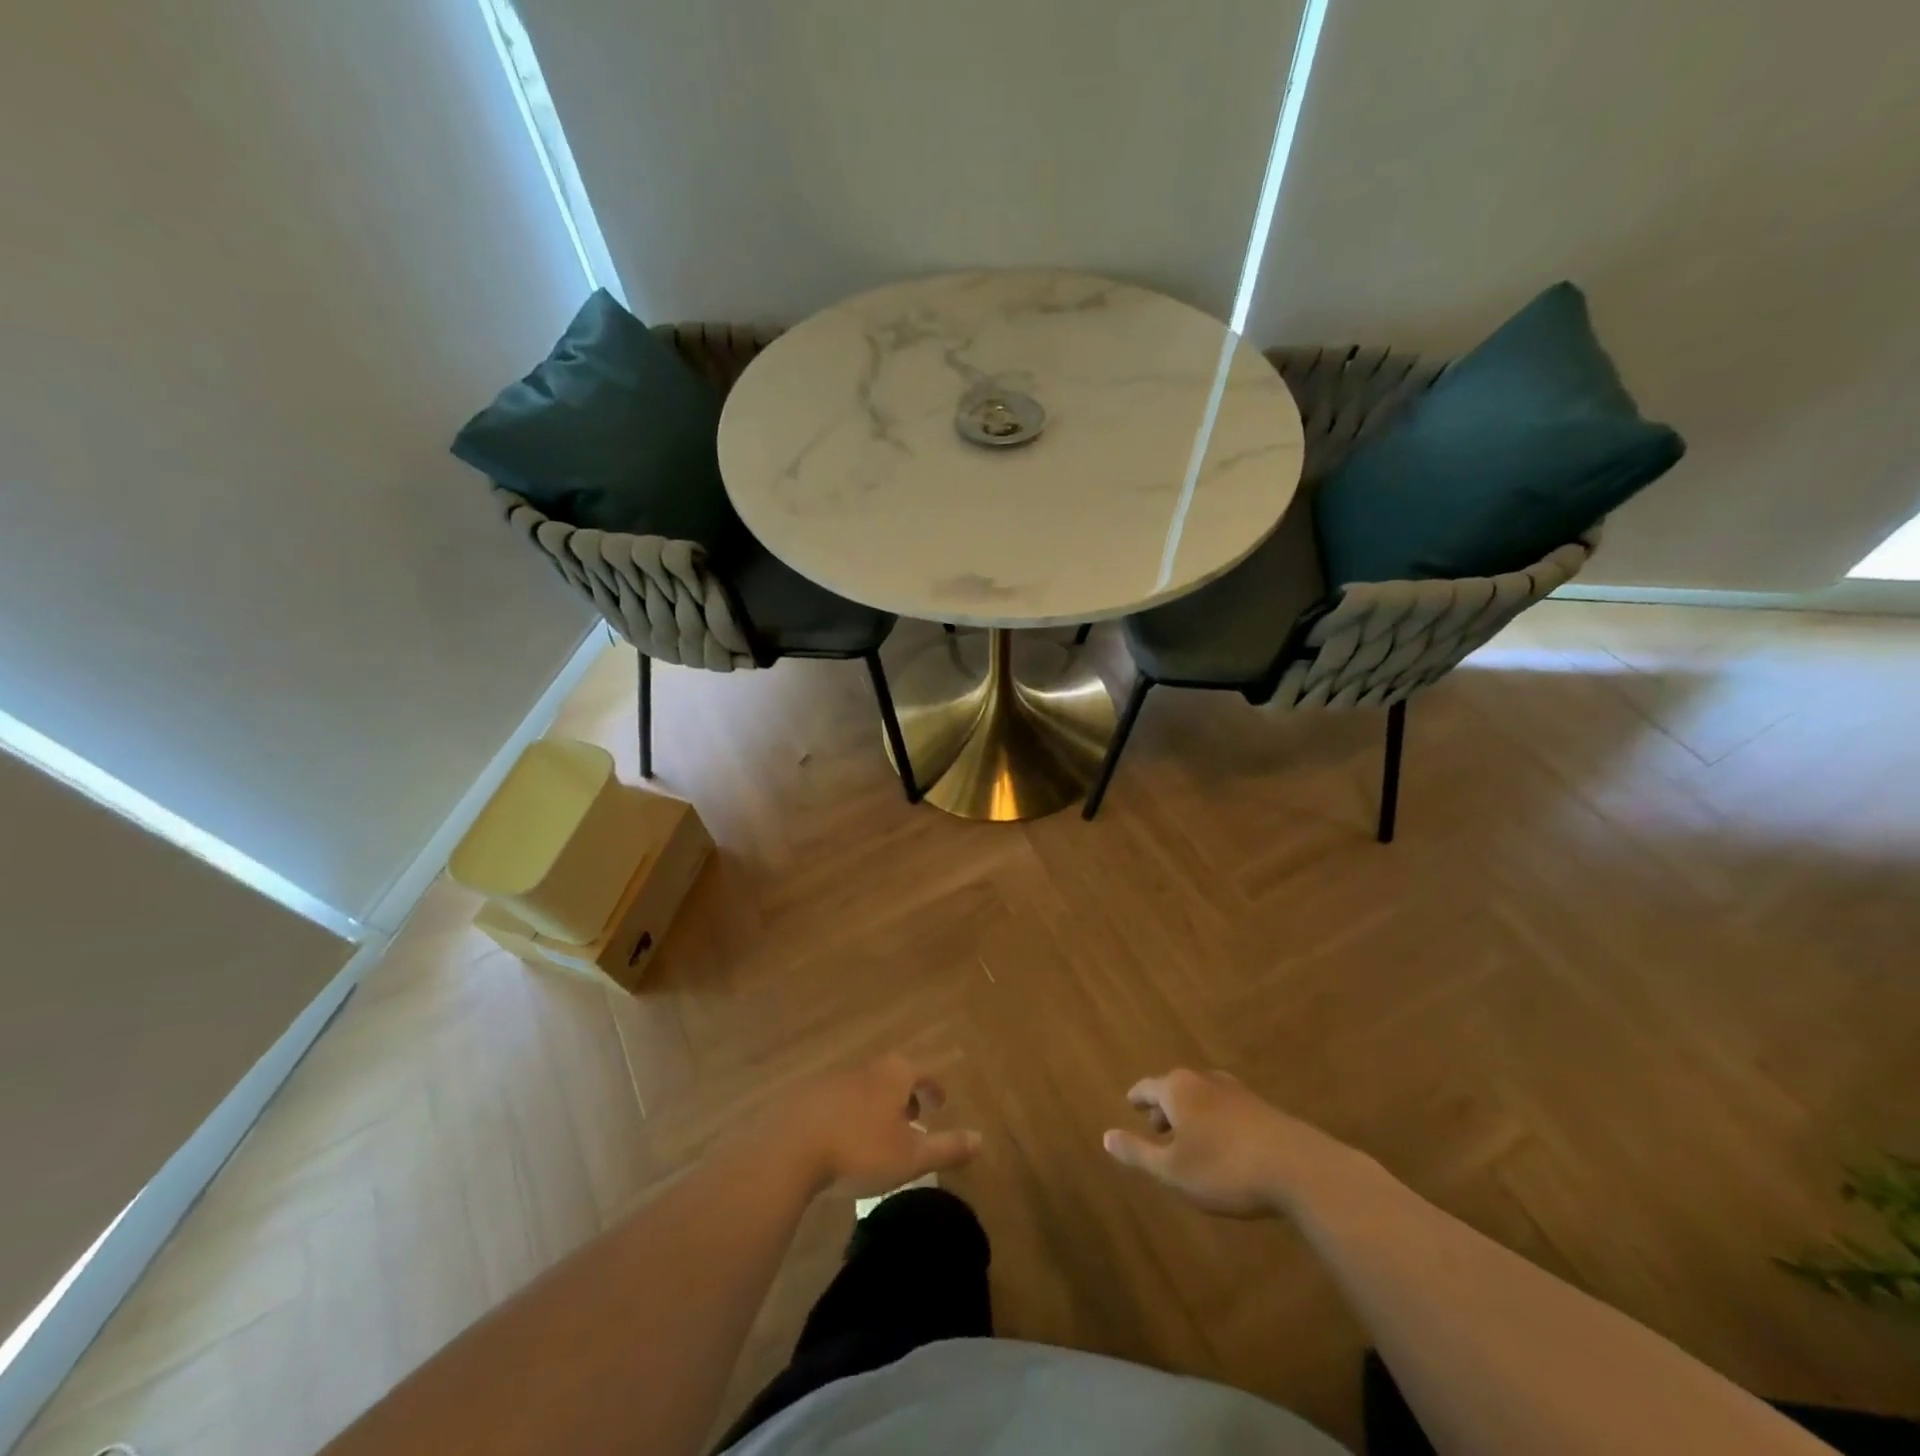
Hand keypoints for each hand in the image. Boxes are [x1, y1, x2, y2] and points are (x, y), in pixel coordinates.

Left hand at [773, 1054, 981, 1198]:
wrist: (790, 1150)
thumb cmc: (860, 1149)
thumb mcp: (912, 1156)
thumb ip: (948, 1147)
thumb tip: (982, 1139)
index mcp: (894, 1074)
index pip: (923, 1072)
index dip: (934, 1088)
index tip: (941, 1104)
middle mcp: (866, 1068)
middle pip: (893, 1076)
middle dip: (905, 1096)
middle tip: (913, 1120)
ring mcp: (833, 1080)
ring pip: (865, 1088)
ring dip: (876, 1107)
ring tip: (879, 1135)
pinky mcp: (806, 1098)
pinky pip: (838, 1102)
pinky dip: (850, 1116)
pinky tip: (844, 1142)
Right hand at [1104, 1068, 1354, 1217]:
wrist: (1298, 1168)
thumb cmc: (1224, 1168)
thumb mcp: (1173, 1170)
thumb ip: (1138, 1152)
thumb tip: (1106, 1136)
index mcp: (1178, 1089)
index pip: (1148, 1086)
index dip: (1137, 1098)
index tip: (1131, 1104)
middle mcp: (1204, 1080)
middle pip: (1175, 1088)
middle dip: (1164, 1107)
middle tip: (1156, 1127)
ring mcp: (1236, 1091)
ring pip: (1202, 1097)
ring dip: (1191, 1115)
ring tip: (1188, 1138)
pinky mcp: (1262, 1109)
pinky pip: (1225, 1108)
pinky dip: (1214, 1121)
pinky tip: (1222, 1144)